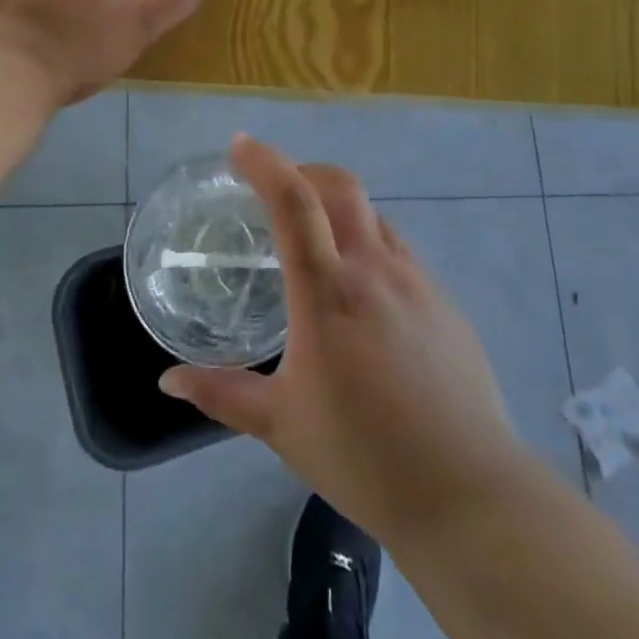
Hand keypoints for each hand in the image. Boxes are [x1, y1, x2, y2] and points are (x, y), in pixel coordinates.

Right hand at [160, 136, 527, 547]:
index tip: (239, 145)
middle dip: (304, 170)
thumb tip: (169, 380)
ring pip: (374, 217)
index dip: (264, 163)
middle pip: (341, 187)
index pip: (293, 202)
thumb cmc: (365, 457)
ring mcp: (417, 283)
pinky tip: (363, 295)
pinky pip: (399, 253)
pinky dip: (369, 247)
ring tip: (317, 241)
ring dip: (339, 210)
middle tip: (276, 187)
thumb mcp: (282, 425)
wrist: (470, 494)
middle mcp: (374, 271)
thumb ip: (223, 394)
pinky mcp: (445, 303)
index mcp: (328, 292)